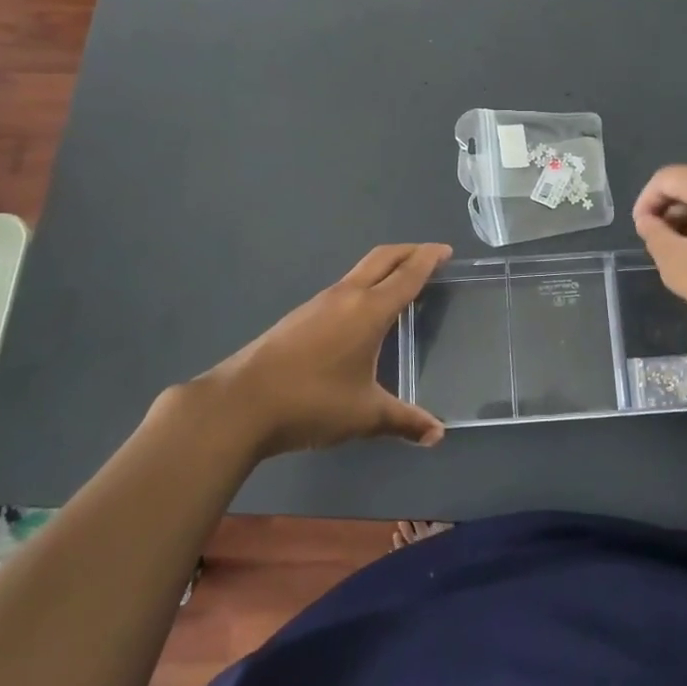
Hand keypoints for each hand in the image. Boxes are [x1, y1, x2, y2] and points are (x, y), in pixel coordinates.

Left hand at [191, 244, 450, 458]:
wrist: (240, 404)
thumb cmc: (312, 402)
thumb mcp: (365, 415)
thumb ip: (404, 421)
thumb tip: (437, 435)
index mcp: (369, 310)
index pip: (407, 274)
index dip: (429, 259)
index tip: (446, 251)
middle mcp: (345, 296)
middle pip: (382, 258)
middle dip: (409, 252)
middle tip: (430, 256)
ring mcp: (318, 303)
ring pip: (359, 272)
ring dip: (384, 268)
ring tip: (401, 284)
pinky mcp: (299, 317)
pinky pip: (343, 289)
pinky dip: (364, 287)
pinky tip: (362, 314)